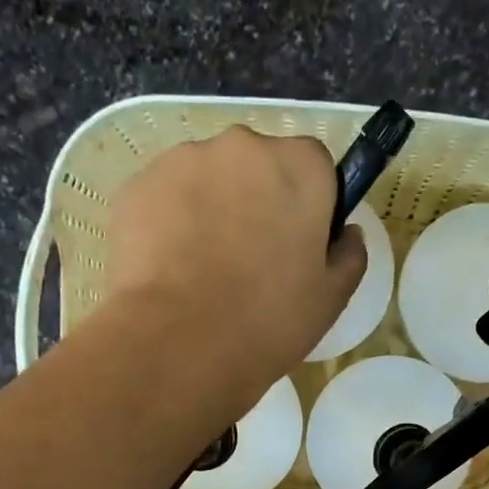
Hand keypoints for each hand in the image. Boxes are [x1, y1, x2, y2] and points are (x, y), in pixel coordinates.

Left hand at [103, 126, 367, 387]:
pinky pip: (167, 197)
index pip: (315, 165)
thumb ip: (349, 255)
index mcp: (300, 167)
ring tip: (205, 270)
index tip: (300, 243)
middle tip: (252, 261)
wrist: (179, 342)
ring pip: (209, 179)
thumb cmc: (268, 320)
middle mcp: (243, 146)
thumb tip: (345, 234)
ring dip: (213, 210)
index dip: (310, 203)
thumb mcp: (331, 299)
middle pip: (259, 165)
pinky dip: (172, 223)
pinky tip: (173, 270)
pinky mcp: (139, 184)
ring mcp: (184, 160)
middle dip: (258, 200)